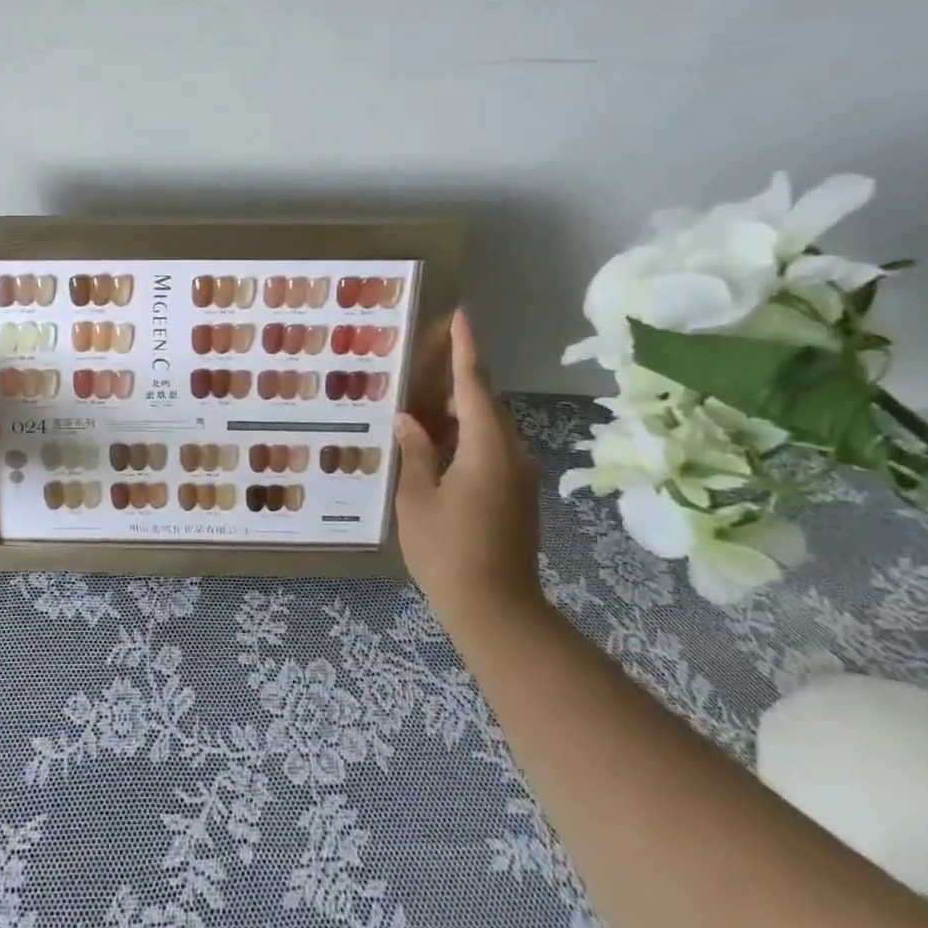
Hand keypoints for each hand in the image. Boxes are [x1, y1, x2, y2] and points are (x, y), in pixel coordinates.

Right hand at [393, 309, 543, 635]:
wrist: (498, 610)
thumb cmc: (448, 552)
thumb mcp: (416, 499)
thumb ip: (415, 452)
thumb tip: (408, 419)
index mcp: (486, 449)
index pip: (473, 385)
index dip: (465, 349)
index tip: (460, 316)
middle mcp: (511, 453)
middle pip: (484, 401)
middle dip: (458, 376)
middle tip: (423, 358)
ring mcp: (518, 474)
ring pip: (488, 424)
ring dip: (459, 408)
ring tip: (421, 402)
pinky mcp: (517, 492)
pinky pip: (492, 446)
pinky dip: (466, 433)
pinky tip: (436, 442)